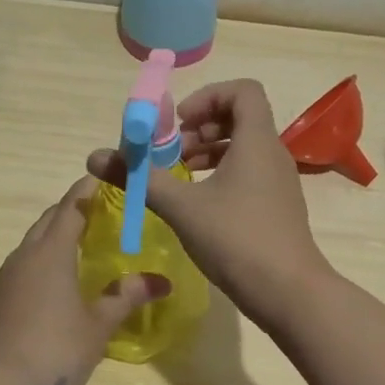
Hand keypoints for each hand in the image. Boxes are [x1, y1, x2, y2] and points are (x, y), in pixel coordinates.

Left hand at [0, 177, 169, 384]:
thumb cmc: (55, 348)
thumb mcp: (98, 324)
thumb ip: (127, 297)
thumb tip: (161, 281)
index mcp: (51, 252)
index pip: (71, 208)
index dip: (87, 190)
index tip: (105, 176)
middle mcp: (26, 256)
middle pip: (49, 220)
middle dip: (72, 210)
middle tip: (102, 210)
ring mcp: (8, 277)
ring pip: (34, 241)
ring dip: (57, 233)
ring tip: (84, 240)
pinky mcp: (0, 297)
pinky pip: (26, 262)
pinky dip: (45, 256)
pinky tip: (61, 275)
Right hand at [87, 79, 333, 326]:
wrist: (289, 293)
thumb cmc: (237, 239)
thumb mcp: (181, 207)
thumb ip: (140, 178)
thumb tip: (95, 158)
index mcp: (257, 141)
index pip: (243, 90)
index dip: (208, 96)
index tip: (179, 123)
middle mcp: (273, 154)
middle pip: (240, 118)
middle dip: (201, 127)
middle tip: (172, 152)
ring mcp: (279, 182)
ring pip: (243, 148)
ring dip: (209, 152)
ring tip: (179, 177)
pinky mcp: (277, 207)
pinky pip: (249, 173)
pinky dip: (222, 175)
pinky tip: (198, 204)